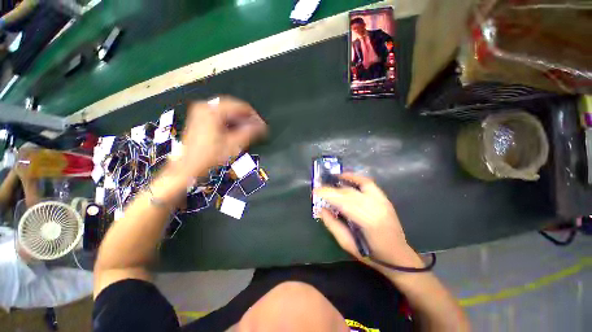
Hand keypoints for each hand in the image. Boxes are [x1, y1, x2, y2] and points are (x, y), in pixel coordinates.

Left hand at [171, 96, 266, 178]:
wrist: (188, 166)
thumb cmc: (209, 156)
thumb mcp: (233, 145)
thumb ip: (249, 133)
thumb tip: (261, 126)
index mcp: (213, 111)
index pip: (240, 106)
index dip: (254, 116)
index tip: (262, 125)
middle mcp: (205, 107)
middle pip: (233, 107)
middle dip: (247, 117)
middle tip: (257, 127)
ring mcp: (201, 112)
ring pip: (227, 110)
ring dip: (239, 119)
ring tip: (248, 129)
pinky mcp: (200, 118)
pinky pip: (220, 114)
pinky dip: (230, 120)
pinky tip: (236, 129)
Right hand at [314, 174, 419, 270]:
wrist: (398, 256)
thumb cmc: (372, 254)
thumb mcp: (348, 244)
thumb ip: (333, 225)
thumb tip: (322, 209)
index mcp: (368, 221)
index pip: (344, 202)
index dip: (328, 194)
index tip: (315, 191)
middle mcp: (376, 207)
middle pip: (349, 193)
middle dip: (332, 189)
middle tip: (320, 189)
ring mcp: (382, 201)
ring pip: (357, 186)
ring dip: (341, 182)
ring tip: (330, 180)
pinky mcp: (384, 198)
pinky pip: (367, 182)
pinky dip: (355, 177)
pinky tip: (345, 175)